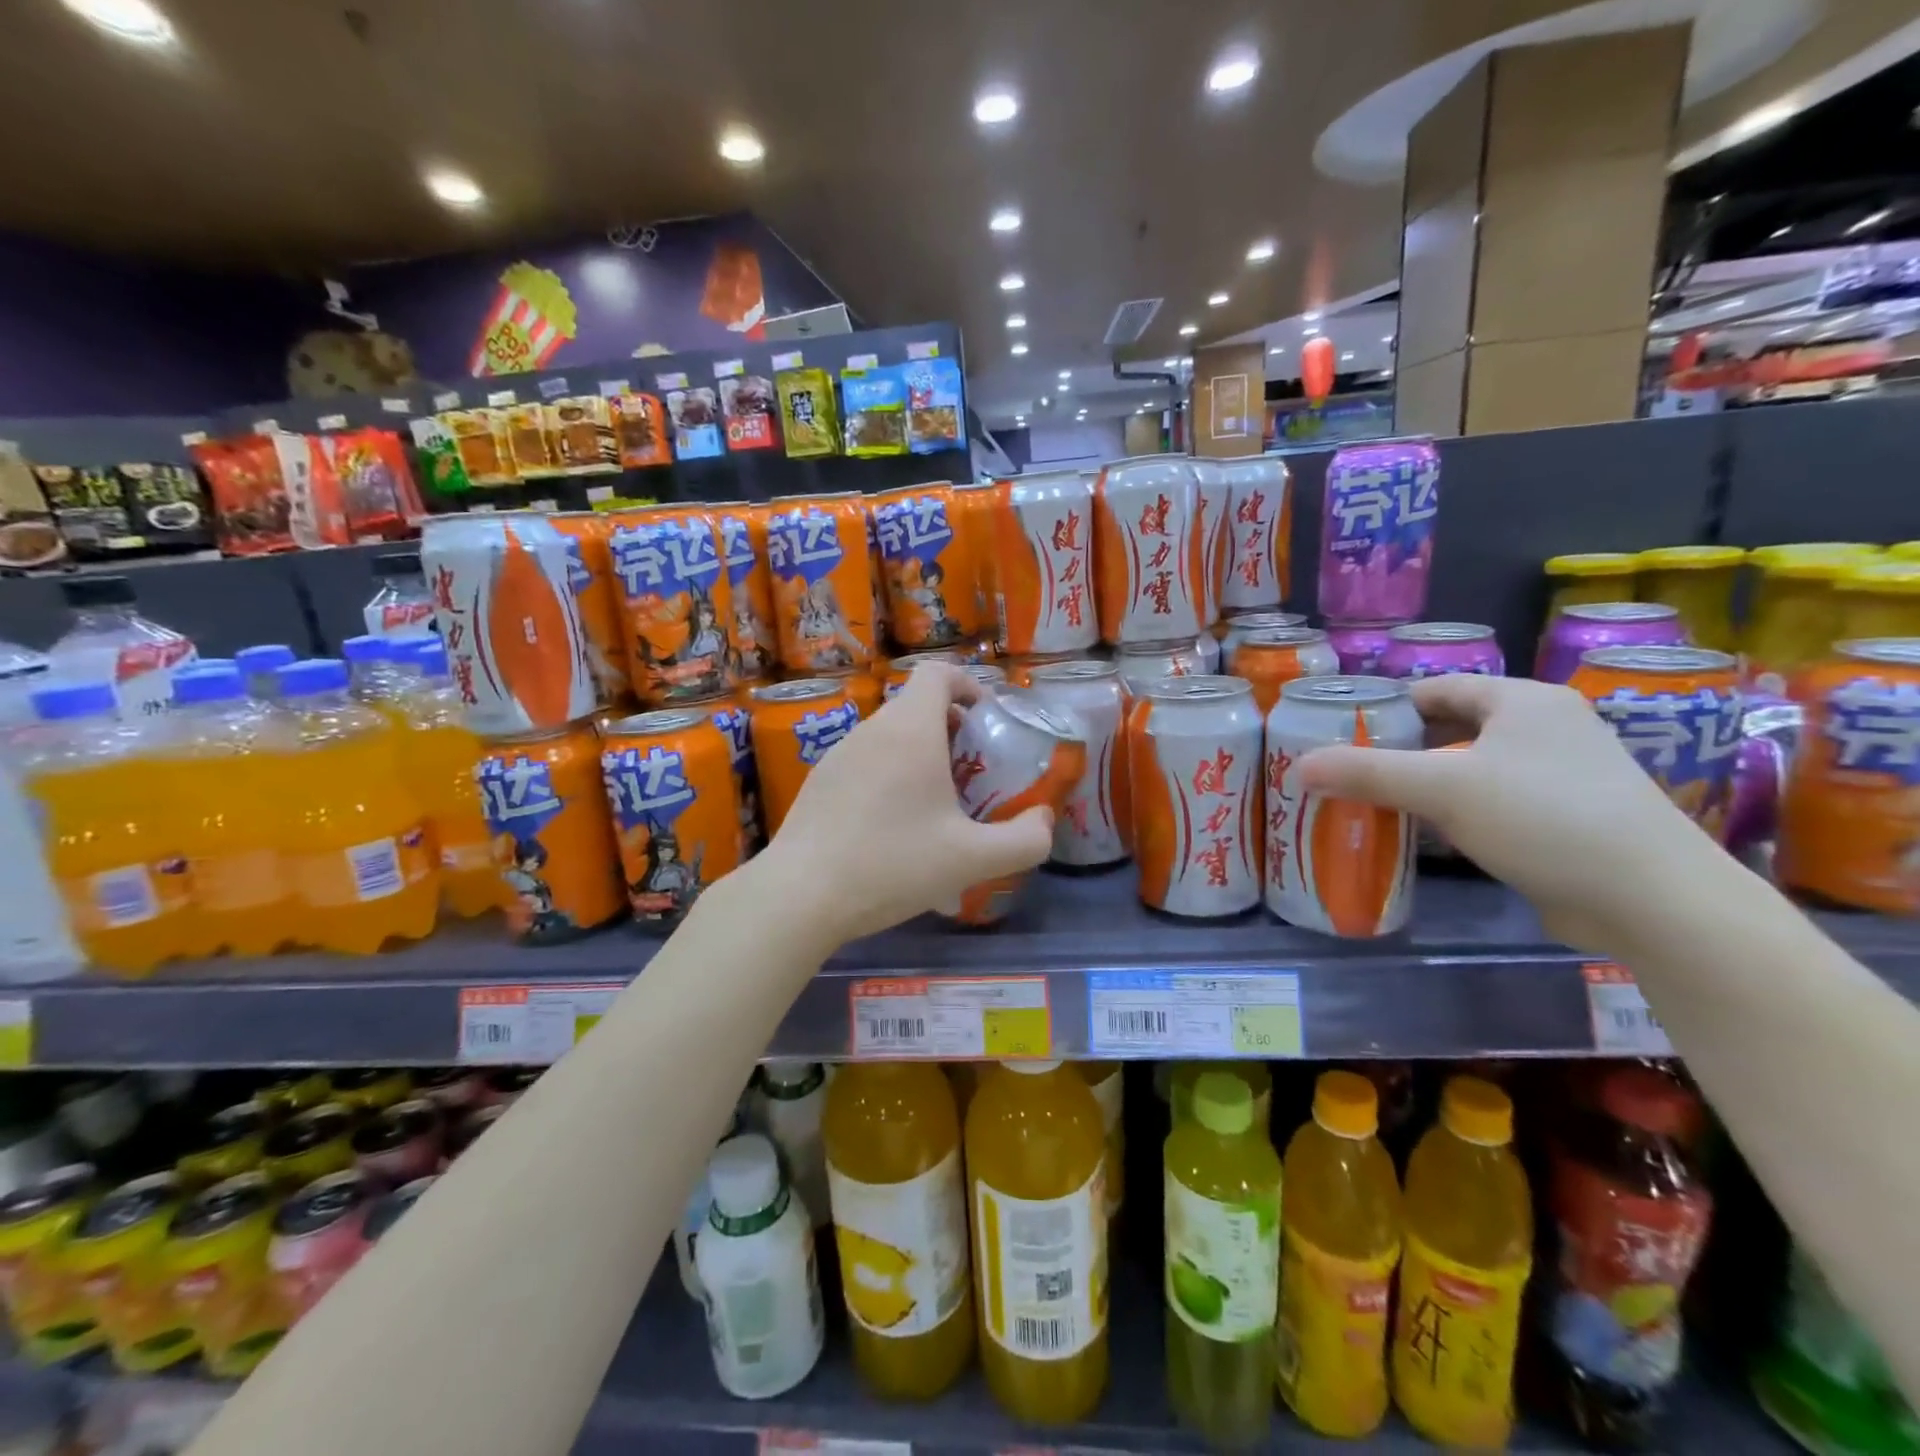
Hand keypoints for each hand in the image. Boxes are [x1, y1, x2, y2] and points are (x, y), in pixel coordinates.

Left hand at [758, 663, 1054, 946]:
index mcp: (910, 731)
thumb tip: (1044, 820)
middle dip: (952, 729)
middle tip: (972, 773)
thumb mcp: (972, 859)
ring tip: (936, 806)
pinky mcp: (819, 782)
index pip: (938, 673)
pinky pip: (865, 762)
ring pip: (890, 737)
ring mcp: (838, 754)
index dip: (969, 684)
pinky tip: (892, 829)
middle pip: (916, 706)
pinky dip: (889, 775)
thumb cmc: (891, 865)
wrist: (799, 896)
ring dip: (920, 755)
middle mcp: (872, 730)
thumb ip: (1025, 840)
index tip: (987, 720)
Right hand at [1295, 675, 1718, 952]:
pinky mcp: (1567, 817)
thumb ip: (1367, 772)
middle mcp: (1546, 727)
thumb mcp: (1442, 788)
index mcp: (1523, 700)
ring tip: (1373, 801)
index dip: (1386, 706)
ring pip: (1471, 767)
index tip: (1341, 732)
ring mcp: (1561, 774)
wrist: (1652, 899)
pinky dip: (1455, 811)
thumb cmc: (1544, 817)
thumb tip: (1298, 767)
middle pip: (1452, 727)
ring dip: (1425, 782)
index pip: (1437, 688)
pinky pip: (1492, 801)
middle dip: (1399, 748)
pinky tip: (1423, 834)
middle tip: (1348, 770)